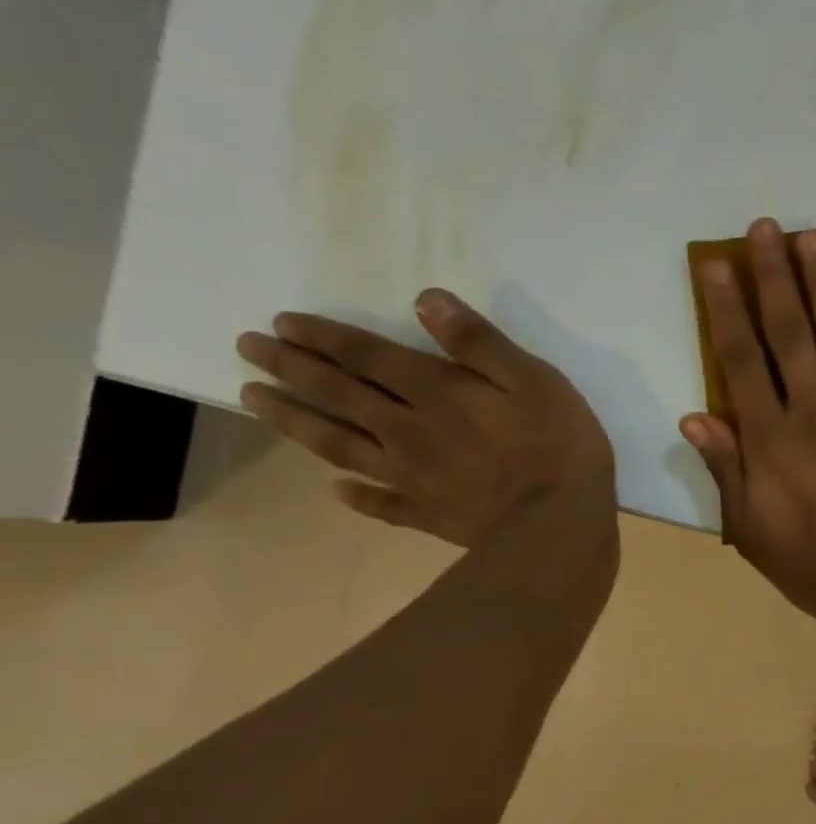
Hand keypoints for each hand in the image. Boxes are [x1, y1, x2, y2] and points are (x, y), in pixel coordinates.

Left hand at [236, 291, 614, 547]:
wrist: (556, 523)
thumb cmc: (559, 446)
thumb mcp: (536, 381)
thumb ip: (481, 344)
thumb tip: (427, 300)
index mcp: (437, 393)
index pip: (368, 357)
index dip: (325, 337)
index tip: (281, 322)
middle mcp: (408, 430)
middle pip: (340, 395)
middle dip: (292, 368)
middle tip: (248, 348)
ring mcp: (412, 476)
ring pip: (340, 444)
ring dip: (296, 420)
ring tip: (254, 400)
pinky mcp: (428, 513)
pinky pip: (381, 503)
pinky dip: (356, 496)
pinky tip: (337, 490)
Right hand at [680, 218, 815, 638]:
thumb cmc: (815, 568)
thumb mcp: (752, 531)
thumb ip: (727, 470)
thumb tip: (695, 416)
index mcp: (773, 441)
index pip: (743, 361)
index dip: (727, 308)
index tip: (717, 263)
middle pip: (791, 334)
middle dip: (776, 277)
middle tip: (766, 228)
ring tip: (814, 240)